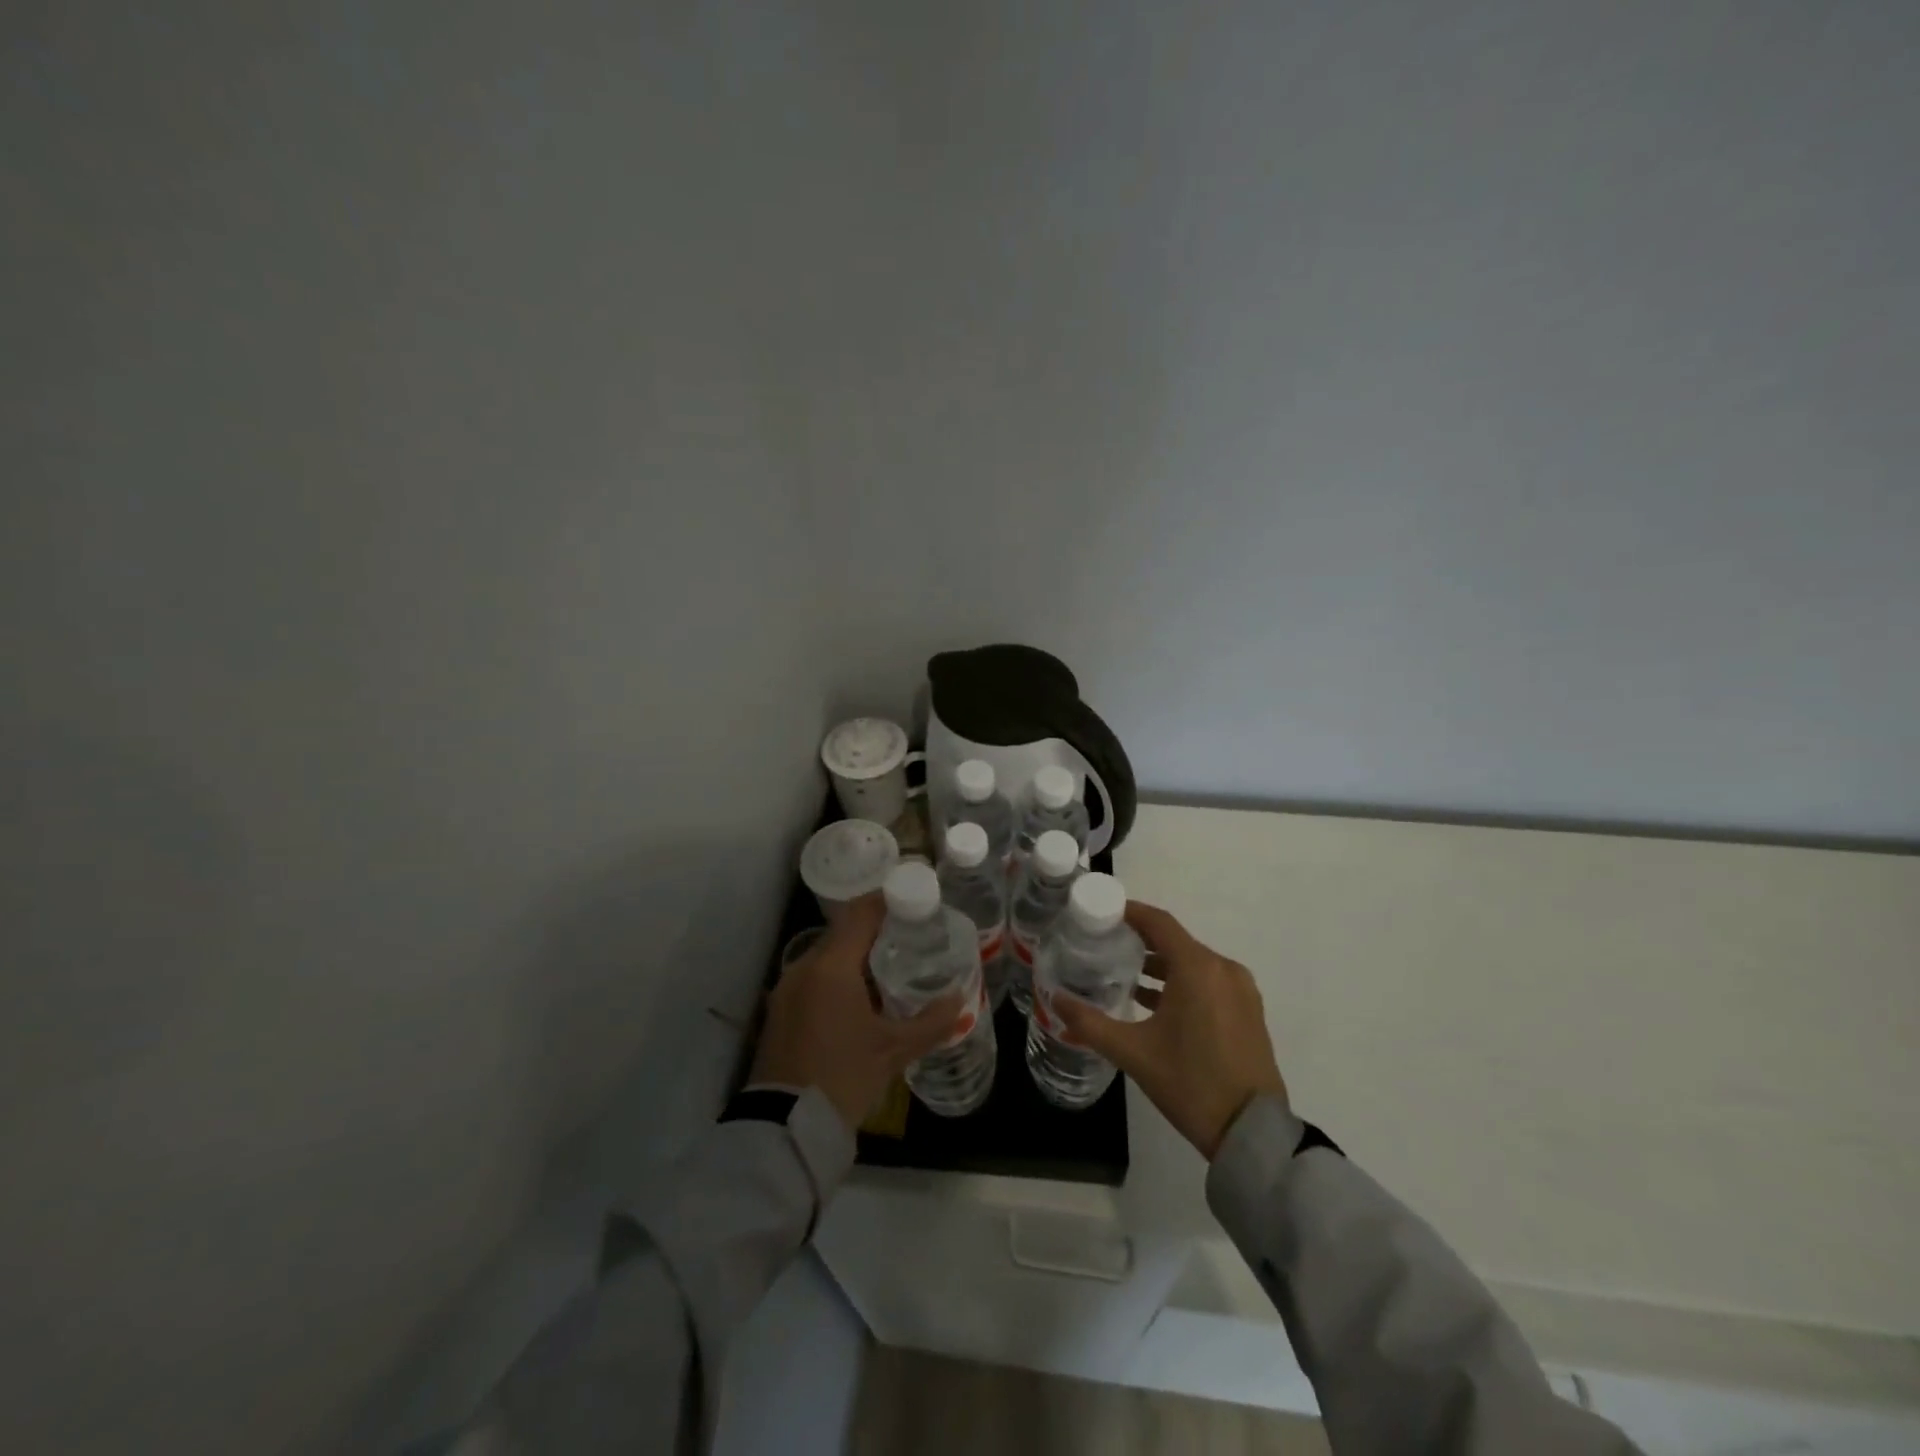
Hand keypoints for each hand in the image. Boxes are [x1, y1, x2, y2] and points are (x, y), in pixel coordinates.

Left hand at [750, 897, 963, 1131]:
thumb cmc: (843, 1077)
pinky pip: (813, 977)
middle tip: (909, 937)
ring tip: (889, 967)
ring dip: (855, 956)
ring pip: (827, 956)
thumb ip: (931, 1022)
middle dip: (875, 930)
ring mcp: (787, 988)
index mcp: (831, 966)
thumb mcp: (894, 1051)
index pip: (861, 913)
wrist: (786, 1127)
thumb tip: (960, 1000)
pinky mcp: (779, 1010)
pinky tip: (859, 998)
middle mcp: (804, 966)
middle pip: (843, 932)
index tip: (914, 901)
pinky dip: (837, 977)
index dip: (887, 901)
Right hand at [1054, 902, 1285, 1160]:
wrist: (1252, 1133)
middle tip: (1104, 944)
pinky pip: (1209, 981)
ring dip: (1160, 964)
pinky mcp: (1249, 1011)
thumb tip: (1055, 1000)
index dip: (1129, 912)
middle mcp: (1223, 968)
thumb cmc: (1190, 1083)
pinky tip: (1154, 1002)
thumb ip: (1090, 1022)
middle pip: (1175, 940)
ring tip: (1123, 973)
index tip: (1101, 913)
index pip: (1158, 922)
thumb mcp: (1133, 1053)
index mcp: (1198, 967)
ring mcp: (1241, 990)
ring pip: (1193, 962)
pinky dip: (1182, 982)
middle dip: (1139, 940)